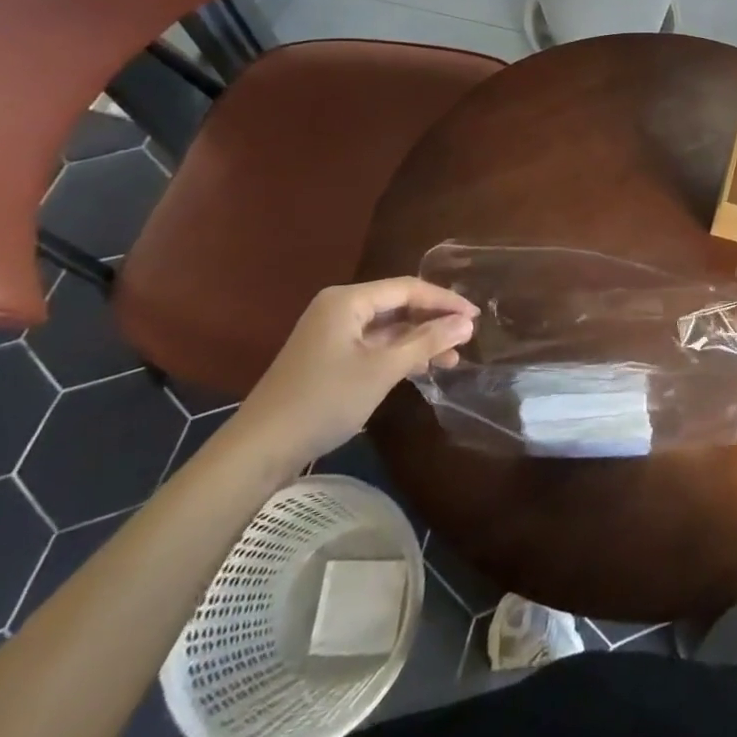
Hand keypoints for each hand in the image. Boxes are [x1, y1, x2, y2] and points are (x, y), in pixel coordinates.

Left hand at [231, 278, 477, 470]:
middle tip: (467, 337)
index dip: (445, 300)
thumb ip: (427, 342)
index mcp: (348, 300)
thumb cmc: (325, 400)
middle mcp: (339, 308)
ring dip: (419, 340)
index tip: (475, 316)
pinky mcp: (329, 357)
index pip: (408, 288)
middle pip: (398, 305)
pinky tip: (422, 367)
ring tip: (452, 359)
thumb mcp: (382, 370)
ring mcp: (332, 333)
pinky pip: (374, 344)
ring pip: (388, 328)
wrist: (261, 448)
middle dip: (433, 321)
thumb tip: (466, 323)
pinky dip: (399, 353)